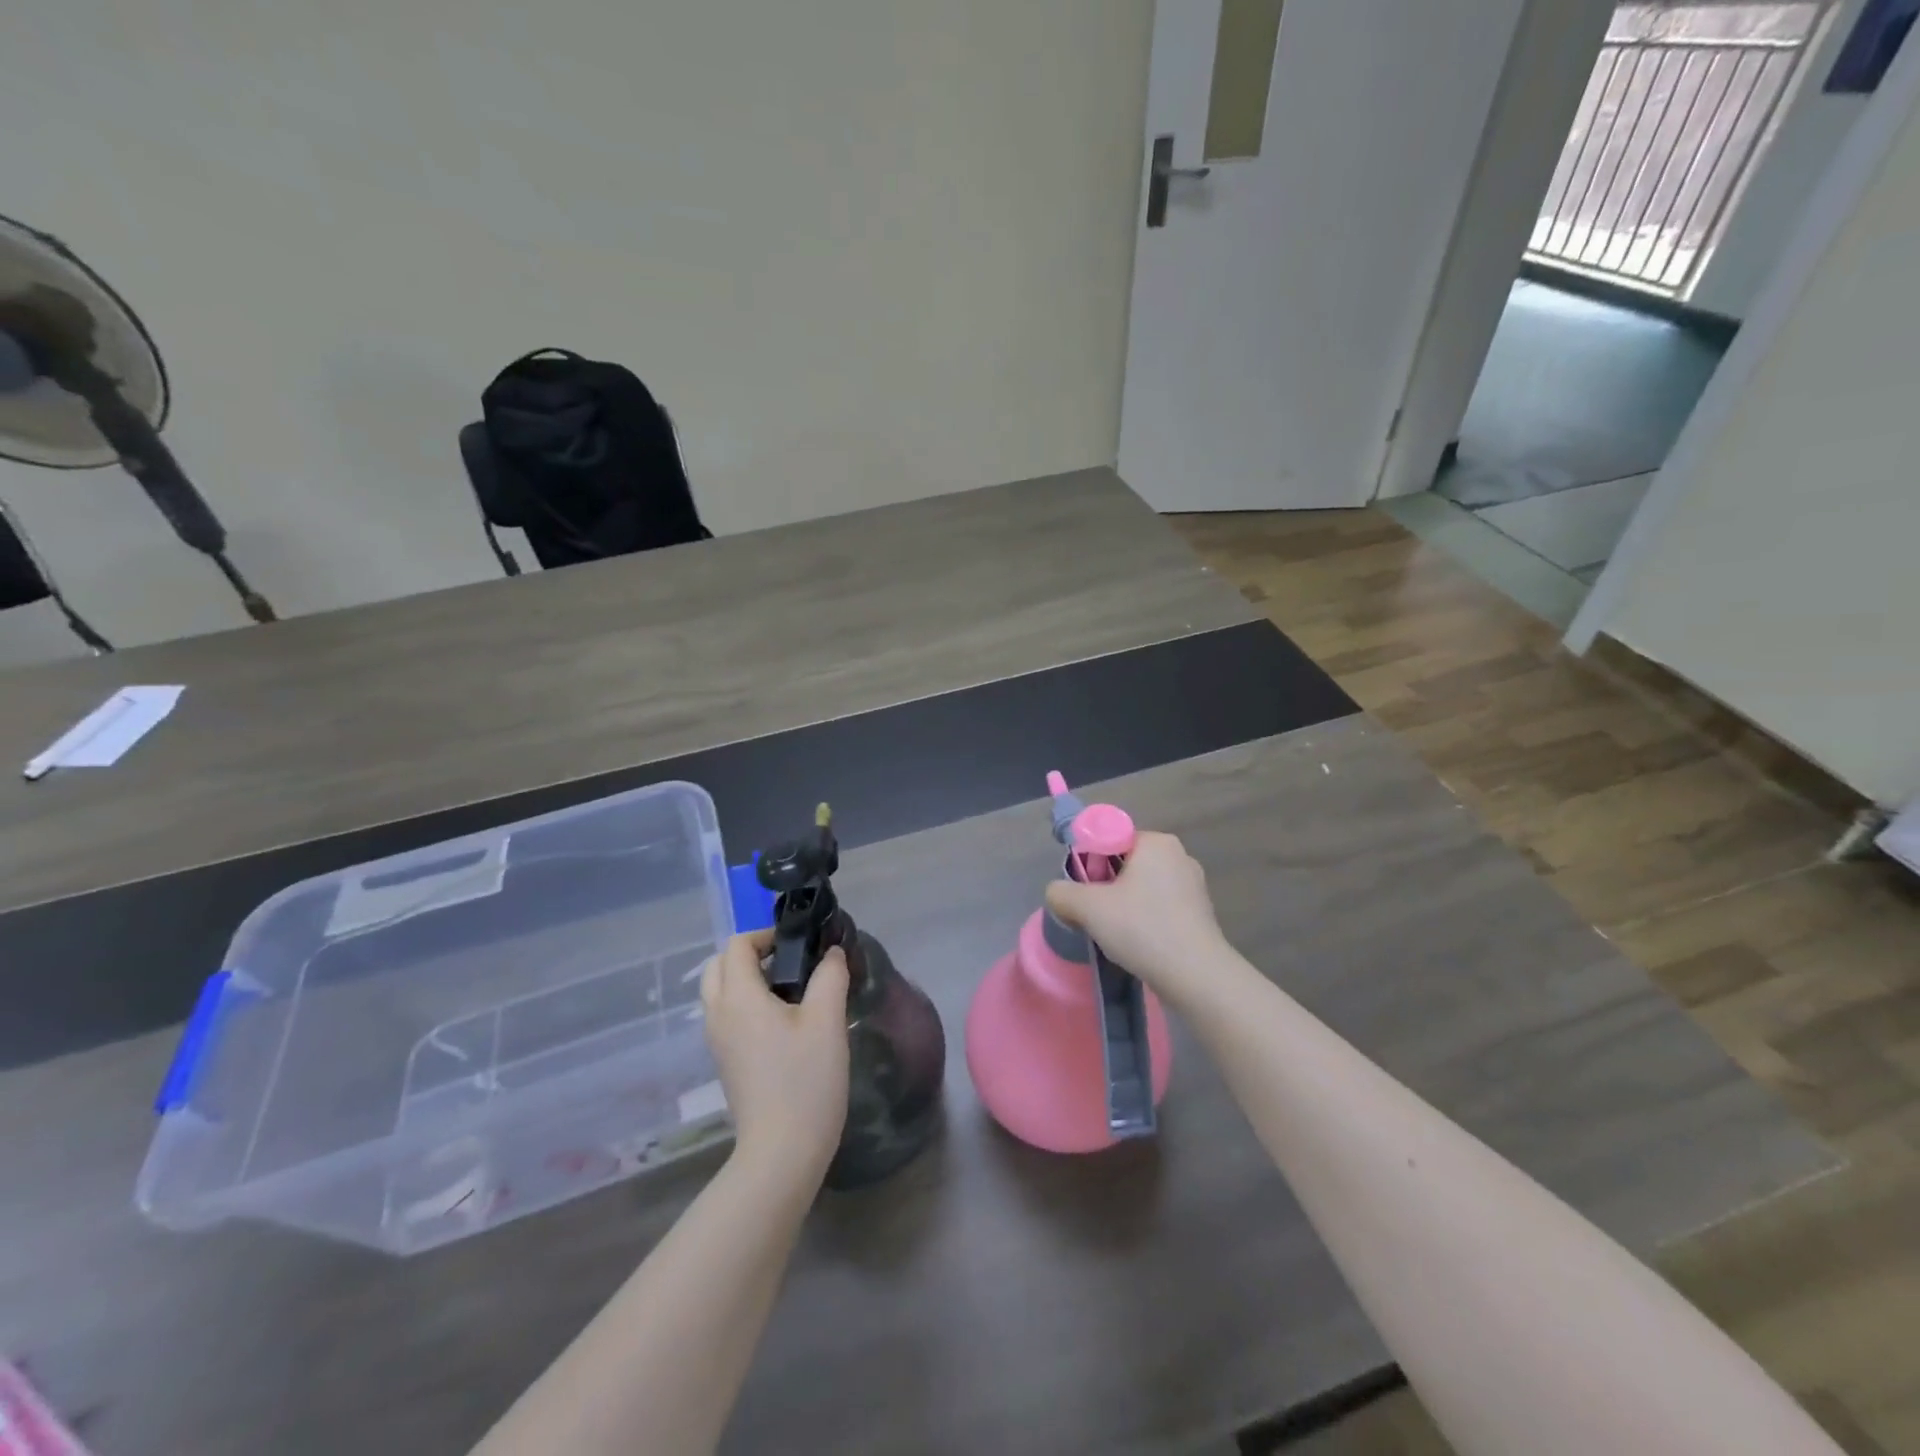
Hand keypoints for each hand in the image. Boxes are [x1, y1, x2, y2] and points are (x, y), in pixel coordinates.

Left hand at [701, 930, 849, 1186]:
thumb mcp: (827, 1020)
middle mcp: (718, 1014)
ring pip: (719, 992)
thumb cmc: (805, 1080)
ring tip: (791, 991)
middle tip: (790, 963)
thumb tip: (832, 953)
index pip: (736, 945)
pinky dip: (746, 1004)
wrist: (781, 1152)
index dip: (766, 935)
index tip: (800, 945)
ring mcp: (718, 1042)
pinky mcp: (726, 1062)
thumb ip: (831, 976)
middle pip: (719, 966)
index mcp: (738, 997)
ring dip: (747, 979)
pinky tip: (783, 1023)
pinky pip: (727, 1016)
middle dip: (750, 954)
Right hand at [1045, 831, 1230, 1006]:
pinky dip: (1145, 921)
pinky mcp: (1200, 914)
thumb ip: (1061, 892)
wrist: (1197, 977)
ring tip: (1117, 935)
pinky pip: (1160, 908)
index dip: (1090, 863)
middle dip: (1106, 887)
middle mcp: (1179, 855)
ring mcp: (1193, 885)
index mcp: (1156, 842)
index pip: (1110, 839)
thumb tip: (1057, 893)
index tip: (1086, 893)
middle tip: (1095, 915)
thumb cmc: (1142, 929)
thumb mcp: (1088, 908)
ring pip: (1142, 888)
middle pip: (1125, 863)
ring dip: (1124, 906)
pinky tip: (1139, 944)